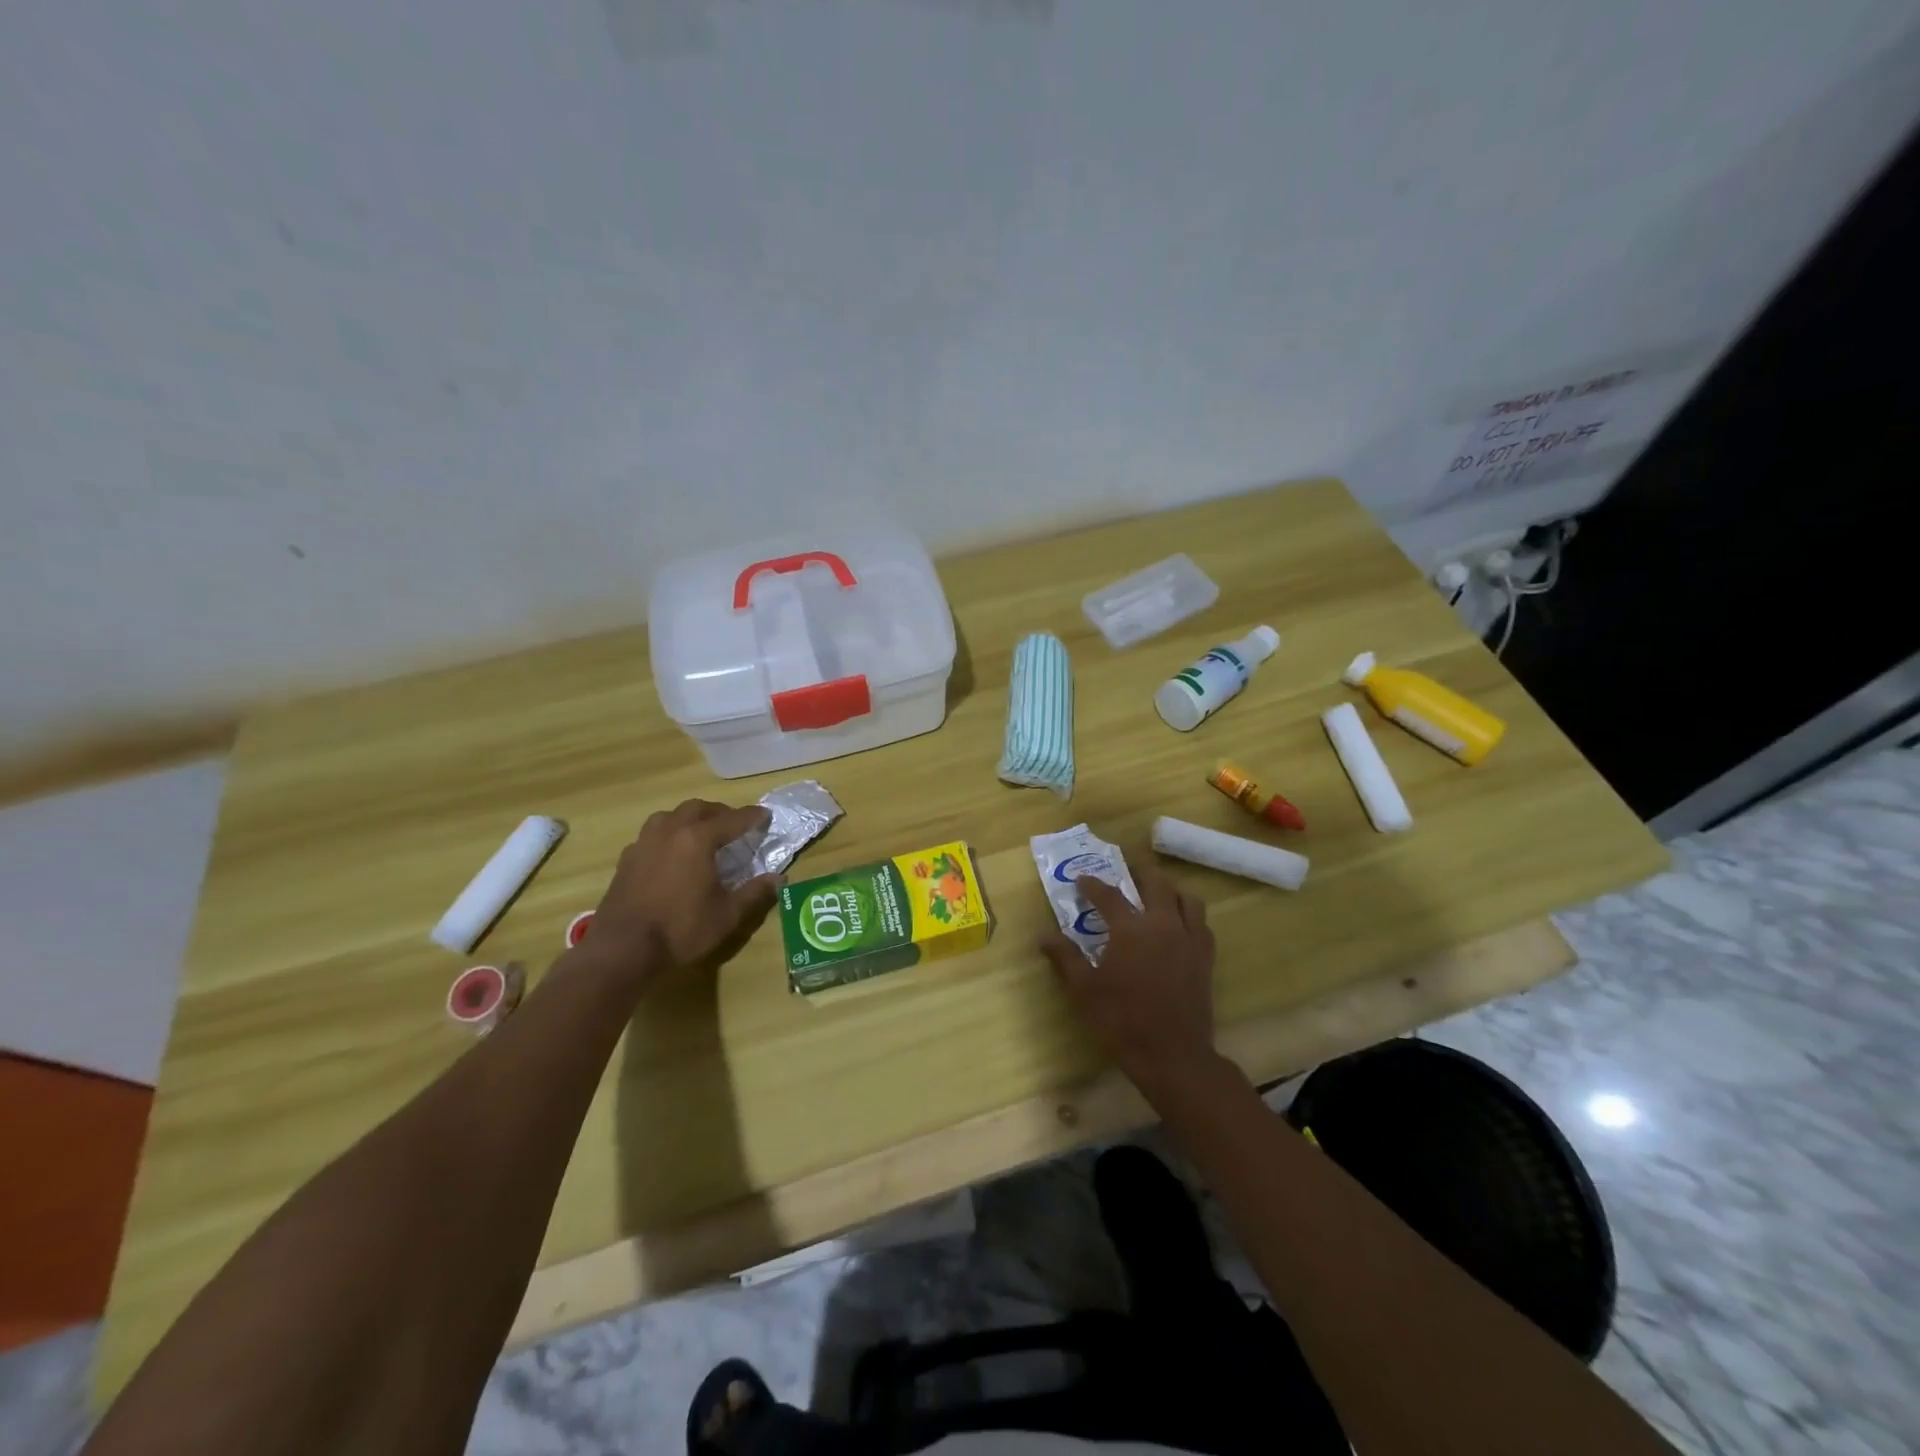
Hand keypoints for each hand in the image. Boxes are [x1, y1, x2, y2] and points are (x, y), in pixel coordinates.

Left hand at [582, 800, 779, 983]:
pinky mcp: (627, 860)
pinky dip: (669, 835)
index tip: (765, 816)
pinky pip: (652, 835)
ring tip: (701, 834)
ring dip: (690, 819)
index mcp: (698, 839)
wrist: (622, 950)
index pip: (732, 819)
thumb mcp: (727, 915)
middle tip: (734, 825)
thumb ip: (754, 893)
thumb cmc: (681, 929)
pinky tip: (672, 855)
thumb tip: (777, 878)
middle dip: (720, 812)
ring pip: (670, 816)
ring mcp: (644, 843)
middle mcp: (670, 832)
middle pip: (698, 809)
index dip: (752, 817)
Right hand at [1038, 864, 1219, 1098]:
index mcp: (1130, 930)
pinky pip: (1201, 923)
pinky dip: (1189, 915)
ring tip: (1156, 895)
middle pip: (1156, 883)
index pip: (1110, 895)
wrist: (1172, 1055)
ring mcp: (1189, 939)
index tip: (1082, 881)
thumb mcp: (1084, 990)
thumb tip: (1043, 935)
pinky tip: (1178, 925)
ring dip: (1170, 890)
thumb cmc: (1122, 1021)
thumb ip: (1065, 958)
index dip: (1093, 885)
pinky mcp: (1206, 957)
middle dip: (1139, 873)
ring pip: (1186, 899)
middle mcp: (1162, 924)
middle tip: (1126, 873)